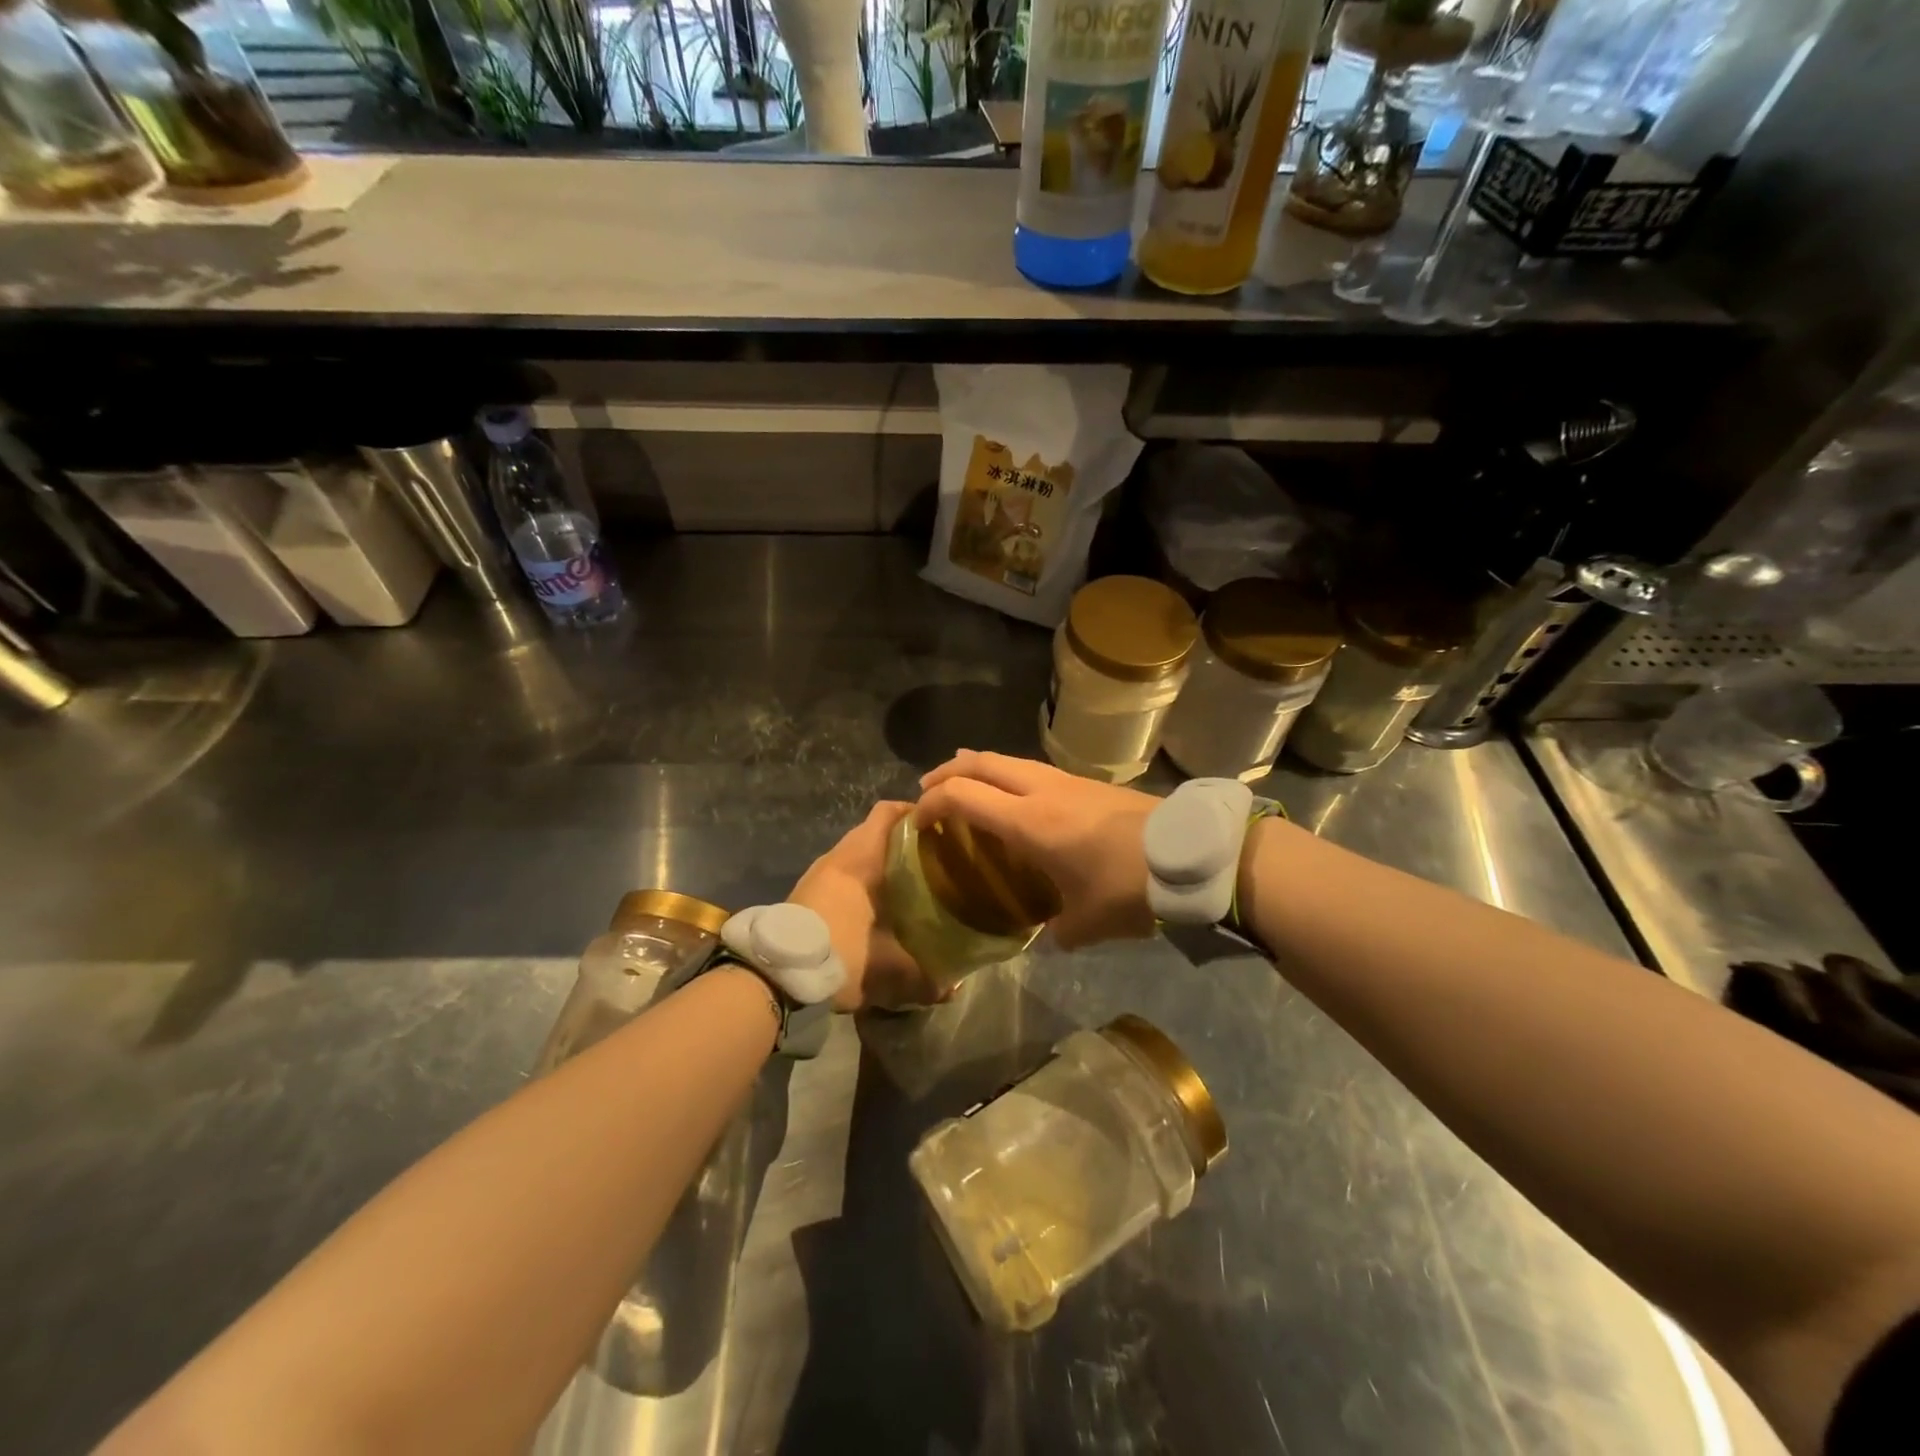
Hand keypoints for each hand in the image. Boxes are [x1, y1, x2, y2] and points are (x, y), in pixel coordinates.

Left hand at [788, 801, 943, 1010]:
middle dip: (902, 841)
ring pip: (855, 854)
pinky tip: (875, 906)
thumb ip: (925, 978)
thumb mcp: (888, 969)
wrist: (774, 973)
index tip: (938, 825)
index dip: (912, 812)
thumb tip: (953, 988)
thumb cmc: (838, 952)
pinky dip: (860, 880)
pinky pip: (841, 873)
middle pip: (873, 832)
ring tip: (907, 883)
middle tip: (931, 859)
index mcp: (860, 857)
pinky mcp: (805, 892)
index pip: (887, 812)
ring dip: (879, 863)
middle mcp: (838, 856)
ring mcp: (818, 873)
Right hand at [914, 751, 1157, 949]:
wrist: (1190, 853)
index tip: (917, 821)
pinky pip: (1031, 769)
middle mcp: (1040, 790)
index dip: (931, 803)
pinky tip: (1014, 796)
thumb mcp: (1087, 922)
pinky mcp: (1087, 783)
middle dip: (947, 773)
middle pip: (981, 763)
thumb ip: (1059, 931)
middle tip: (927, 791)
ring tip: (963, 782)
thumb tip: (1052, 935)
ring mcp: (1066, 781)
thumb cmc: (1130, 886)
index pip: (963, 796)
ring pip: (1008, 760)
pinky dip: (1007, 775)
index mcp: (1029, 822)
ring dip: (978, 768)